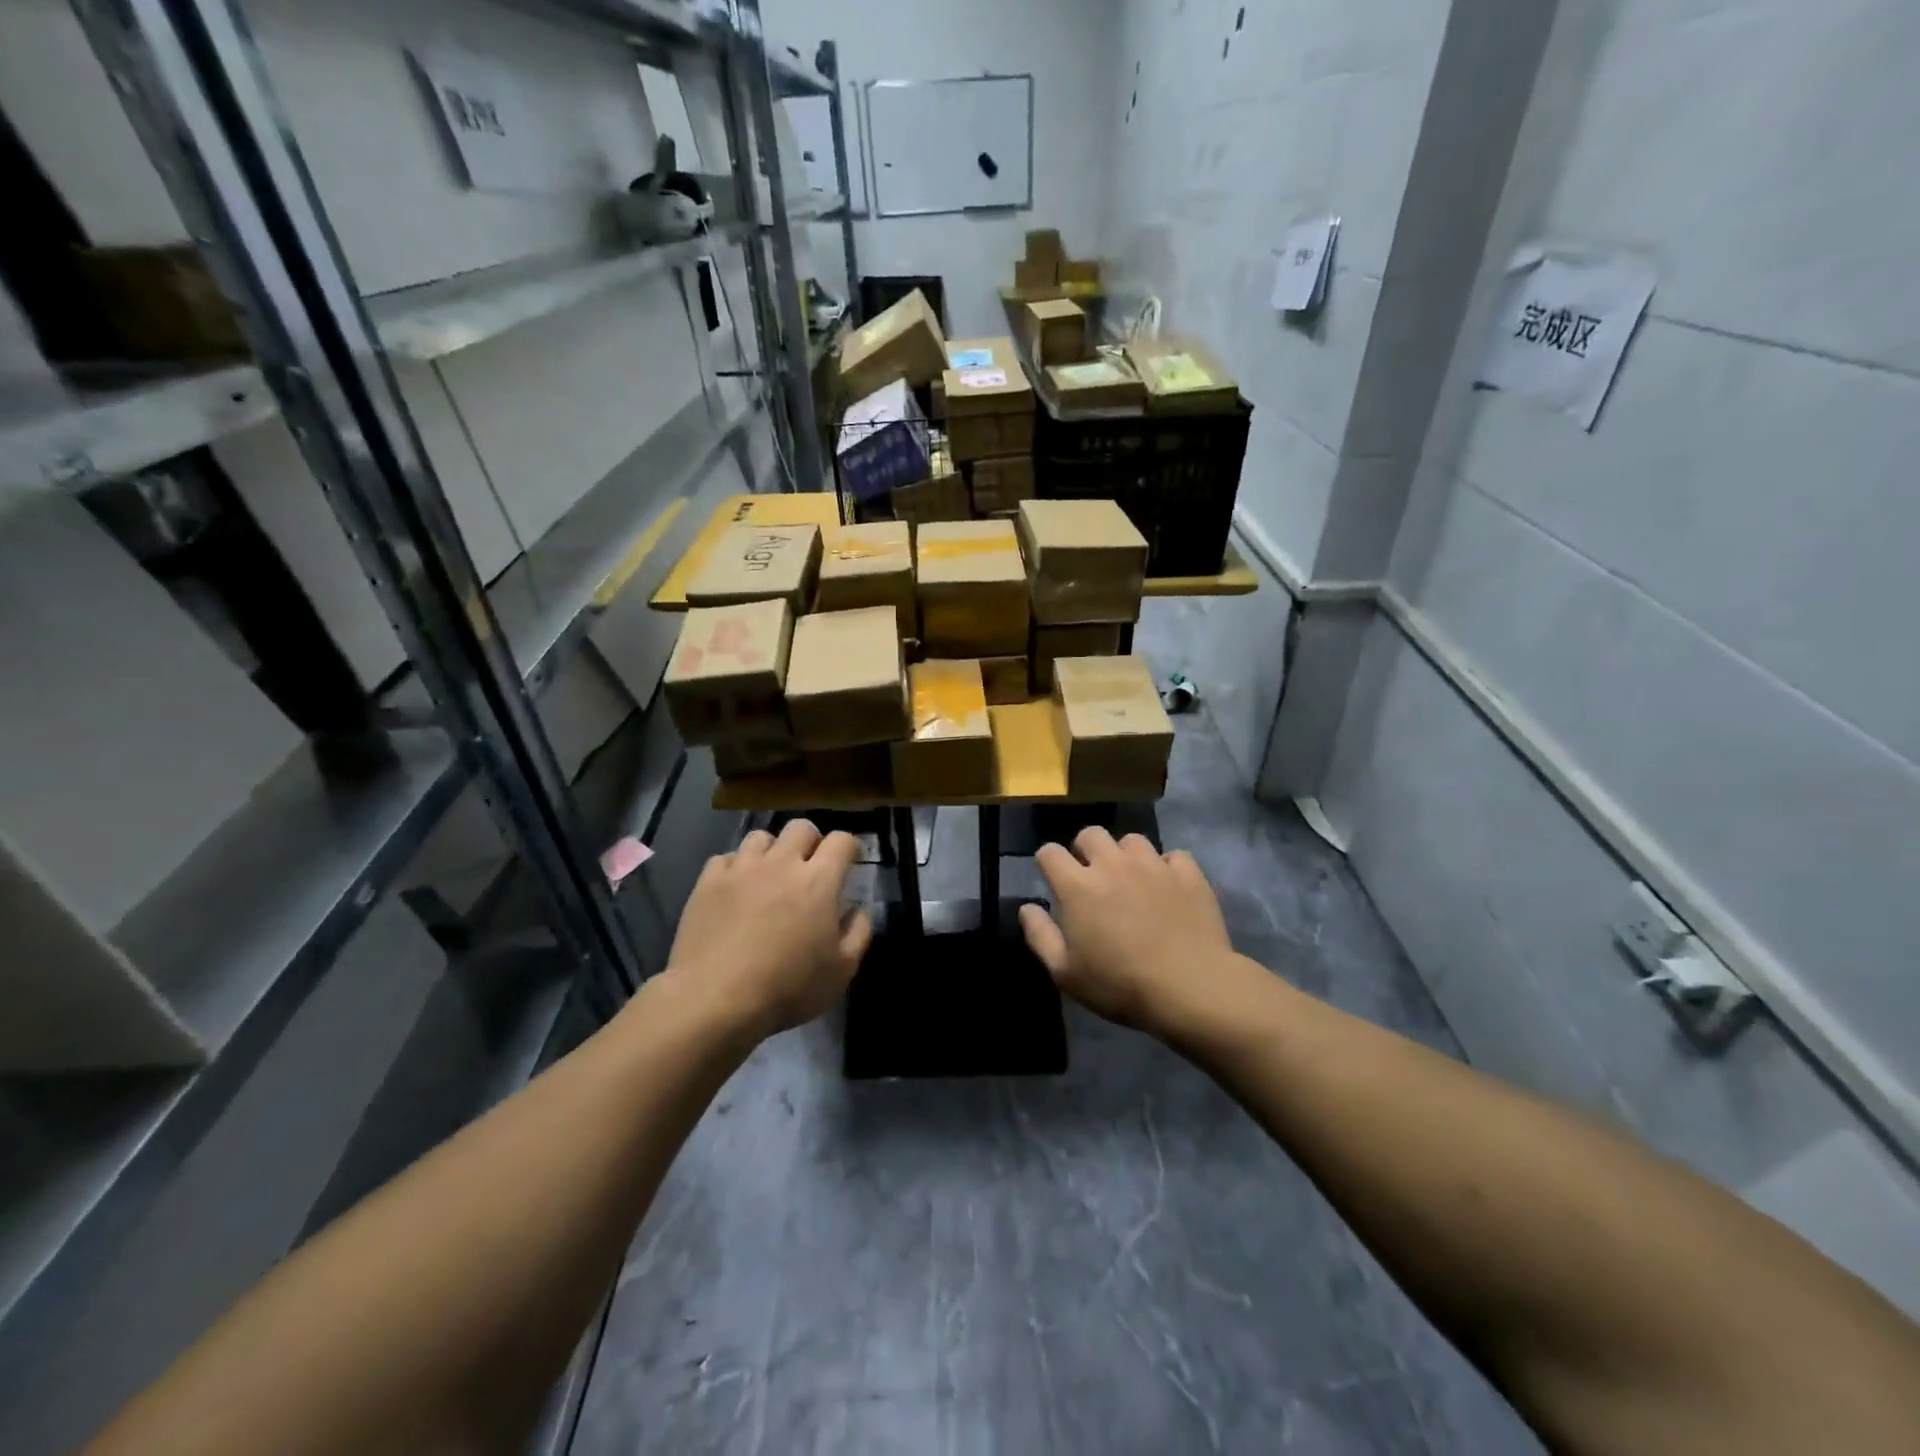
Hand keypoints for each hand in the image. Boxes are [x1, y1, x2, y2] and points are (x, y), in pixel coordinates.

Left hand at [663, 819, 872, 1036]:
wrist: (714, 999)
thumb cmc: (787, 988)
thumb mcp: (841, 971)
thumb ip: (858, 933)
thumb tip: (859, 909)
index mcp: (818, 880)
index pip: (841, 840)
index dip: (850, 846)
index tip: (851, 861)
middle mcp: (781, 863)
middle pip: (801, 827)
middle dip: (812, 841)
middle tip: (811, 866)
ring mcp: (741, 869)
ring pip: (761, 837)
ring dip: (772, 850)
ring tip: (770, 874)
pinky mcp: (708, 882)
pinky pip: (726, 858)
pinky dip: (736, 867)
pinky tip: (736, 888)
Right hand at [1019, 828, 1244, 1036]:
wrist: (1190, 987)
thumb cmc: (1120, 985)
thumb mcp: (1066, 973)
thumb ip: (1040, 936)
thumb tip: (1027, 907)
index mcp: (1078, 886)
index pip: (1050, 852)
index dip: (1047, 862)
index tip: (1053, 879)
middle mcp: (1112, 864)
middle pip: (1090, 834)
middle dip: (1085, 849)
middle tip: (1092, 877)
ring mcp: (1153, 865)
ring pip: (1132, 840)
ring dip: (1126, 855)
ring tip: (1132, 880)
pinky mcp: (1188, 873)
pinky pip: (1173, 856)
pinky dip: (1167, 867)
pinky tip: (1168, 887)